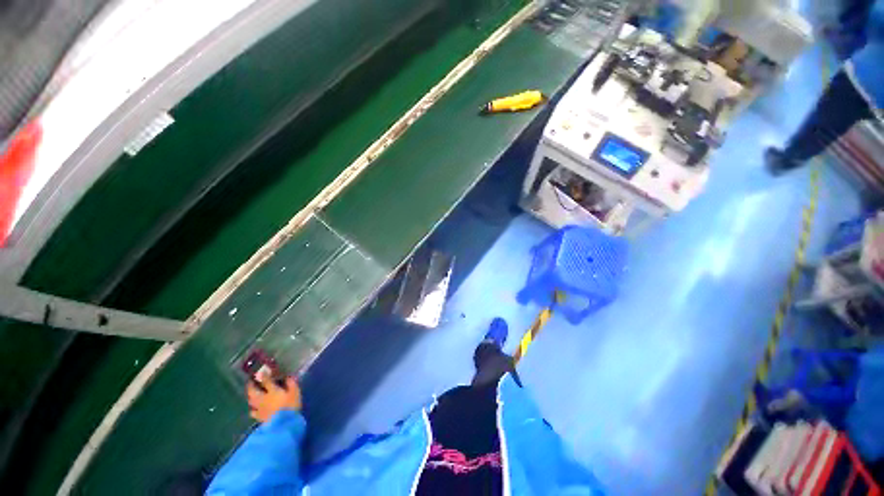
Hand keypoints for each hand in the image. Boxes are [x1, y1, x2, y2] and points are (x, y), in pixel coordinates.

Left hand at [246, 374, 301, 422]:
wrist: (283, 424)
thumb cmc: (291, 406)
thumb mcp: (295, 392)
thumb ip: (291, 383)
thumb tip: (288, 376)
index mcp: (272, 391)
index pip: (266, 381)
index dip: (264, 375)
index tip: (261, 371)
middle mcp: (263, 398)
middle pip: (253, 391)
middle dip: (251, 385)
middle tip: (249, 381)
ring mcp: (260, 408)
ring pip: (251, 400)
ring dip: (249, 396)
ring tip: (250, 393)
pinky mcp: (259, 417)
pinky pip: (253, 412)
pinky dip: (252, 409)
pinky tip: (253, 409)